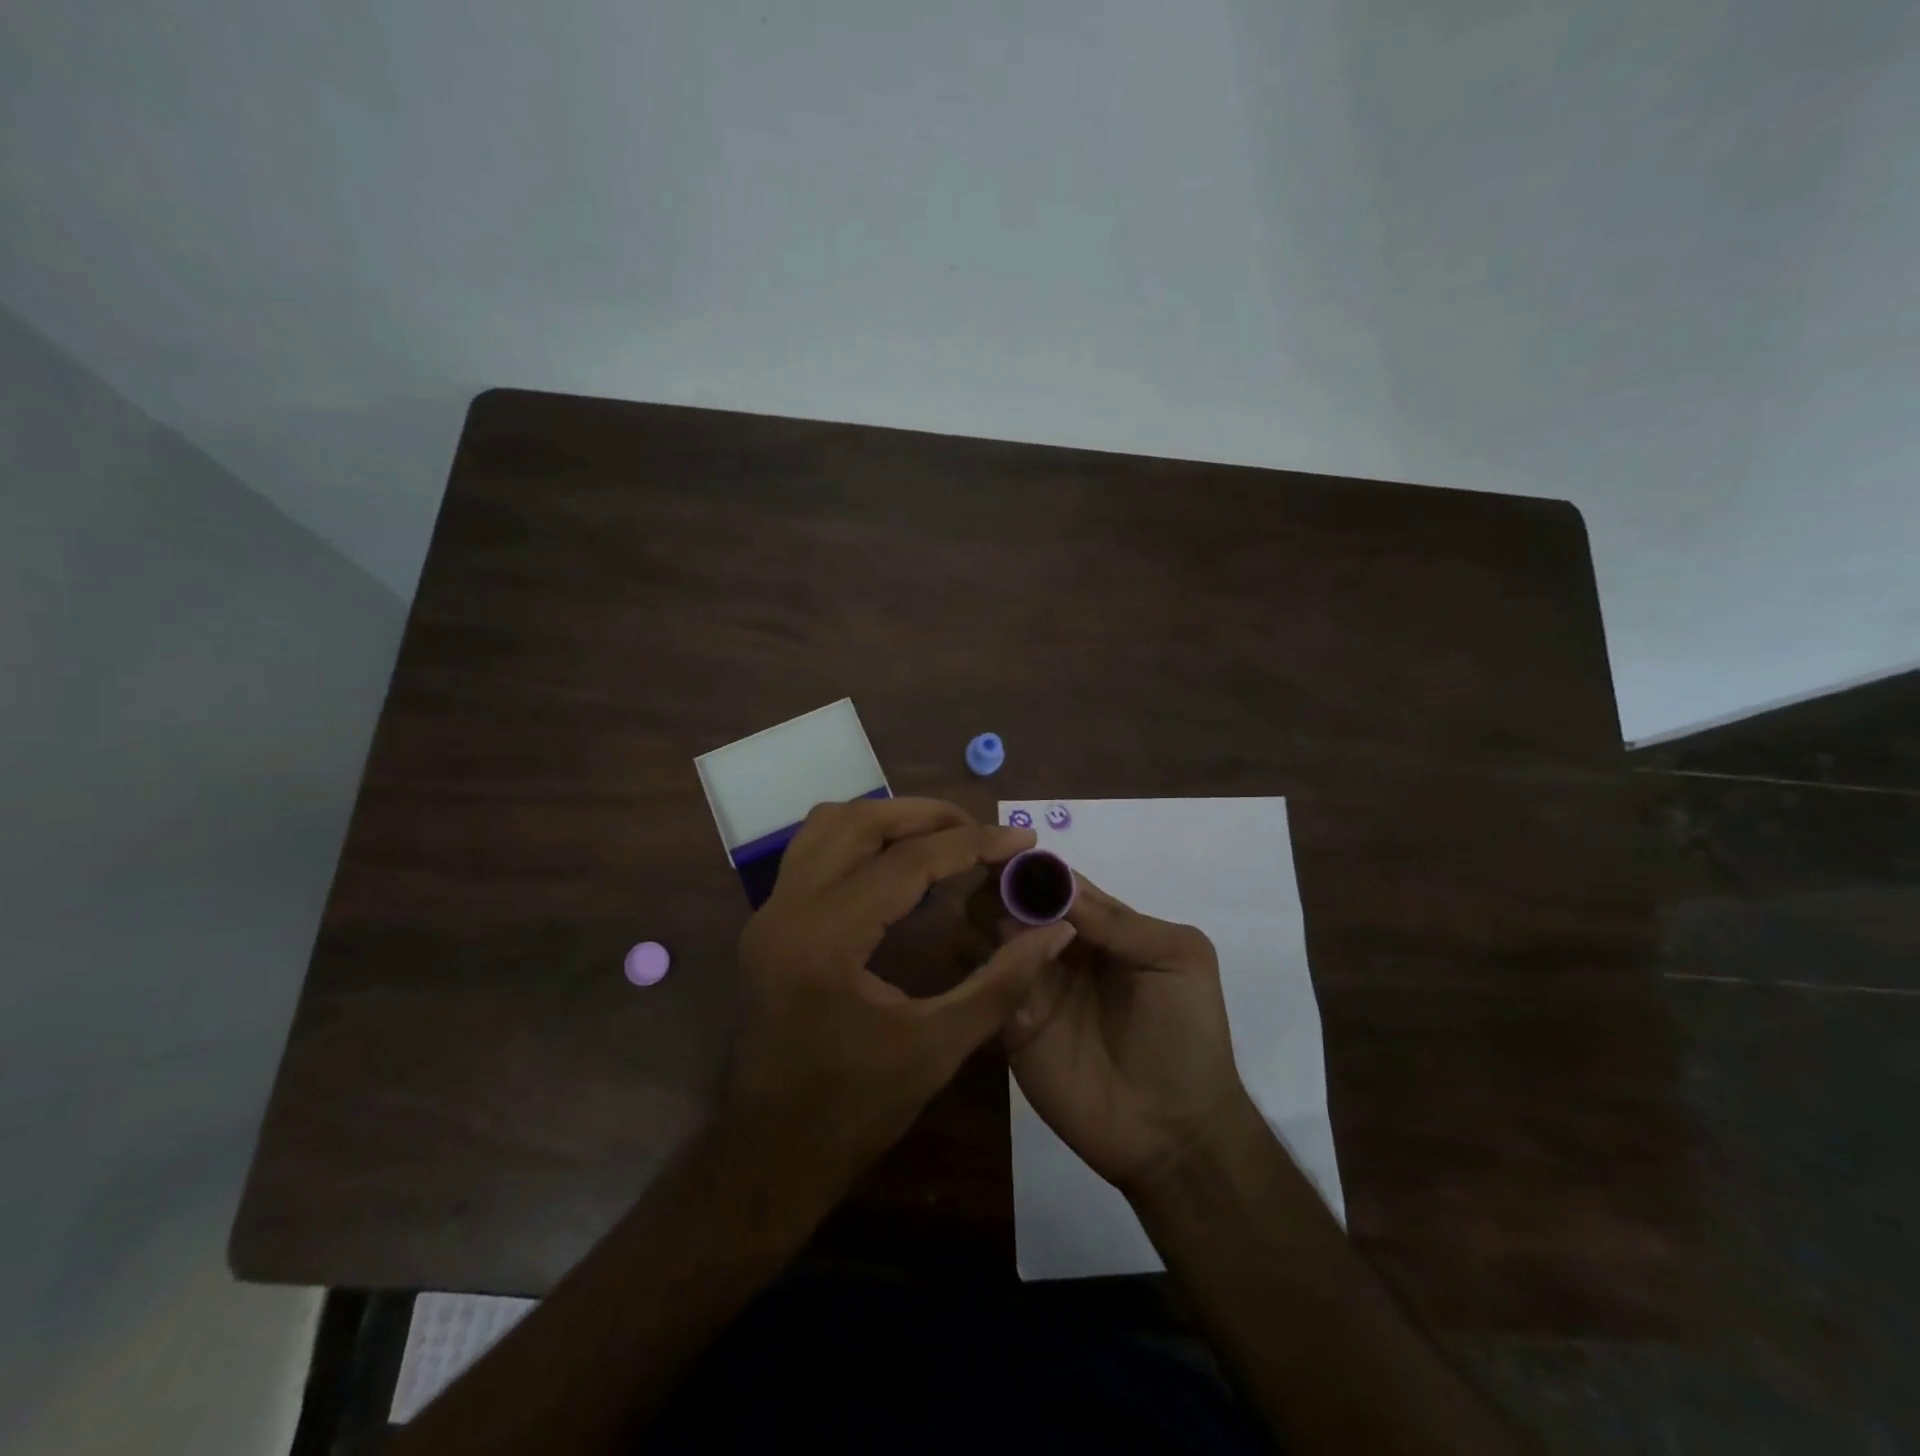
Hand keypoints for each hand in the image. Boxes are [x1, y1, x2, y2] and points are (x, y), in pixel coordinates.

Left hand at [728, 797, 1078, 1191]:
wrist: (771, 1155)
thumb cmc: (855, 1110)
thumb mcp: (938, 1048)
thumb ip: (1002, 982)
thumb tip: (1056, 930)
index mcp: (825, 939)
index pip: (907, 863)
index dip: (972, 844)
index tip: (1023, 838)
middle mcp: (787, 909)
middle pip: (859, 822)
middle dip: (927, 815)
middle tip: (981, 830)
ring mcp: (769, 913)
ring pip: (828, 826)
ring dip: (888, 819)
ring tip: (942, 838)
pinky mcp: (768, 923)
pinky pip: (813, 851)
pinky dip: (860, 841)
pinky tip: (898, 866)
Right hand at [974, 868, 1252, 1193]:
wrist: (1173, 1132)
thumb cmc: (1186, 1035)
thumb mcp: (1177, 959)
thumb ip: (1120, 921)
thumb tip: (1055, 884)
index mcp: (1101, 926)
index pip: (1058, 882)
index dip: (1033, 866)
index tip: (1004, 850)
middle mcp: (1059, 948)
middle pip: (1016, 902)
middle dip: (1002, 889)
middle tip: (994, 892)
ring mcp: (1033, 985)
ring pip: (993, 937)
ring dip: (988, 924)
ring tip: (1000, 934)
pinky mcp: (1011, 1025)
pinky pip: (987, 986)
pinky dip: (985, 971)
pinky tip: (995, 971)